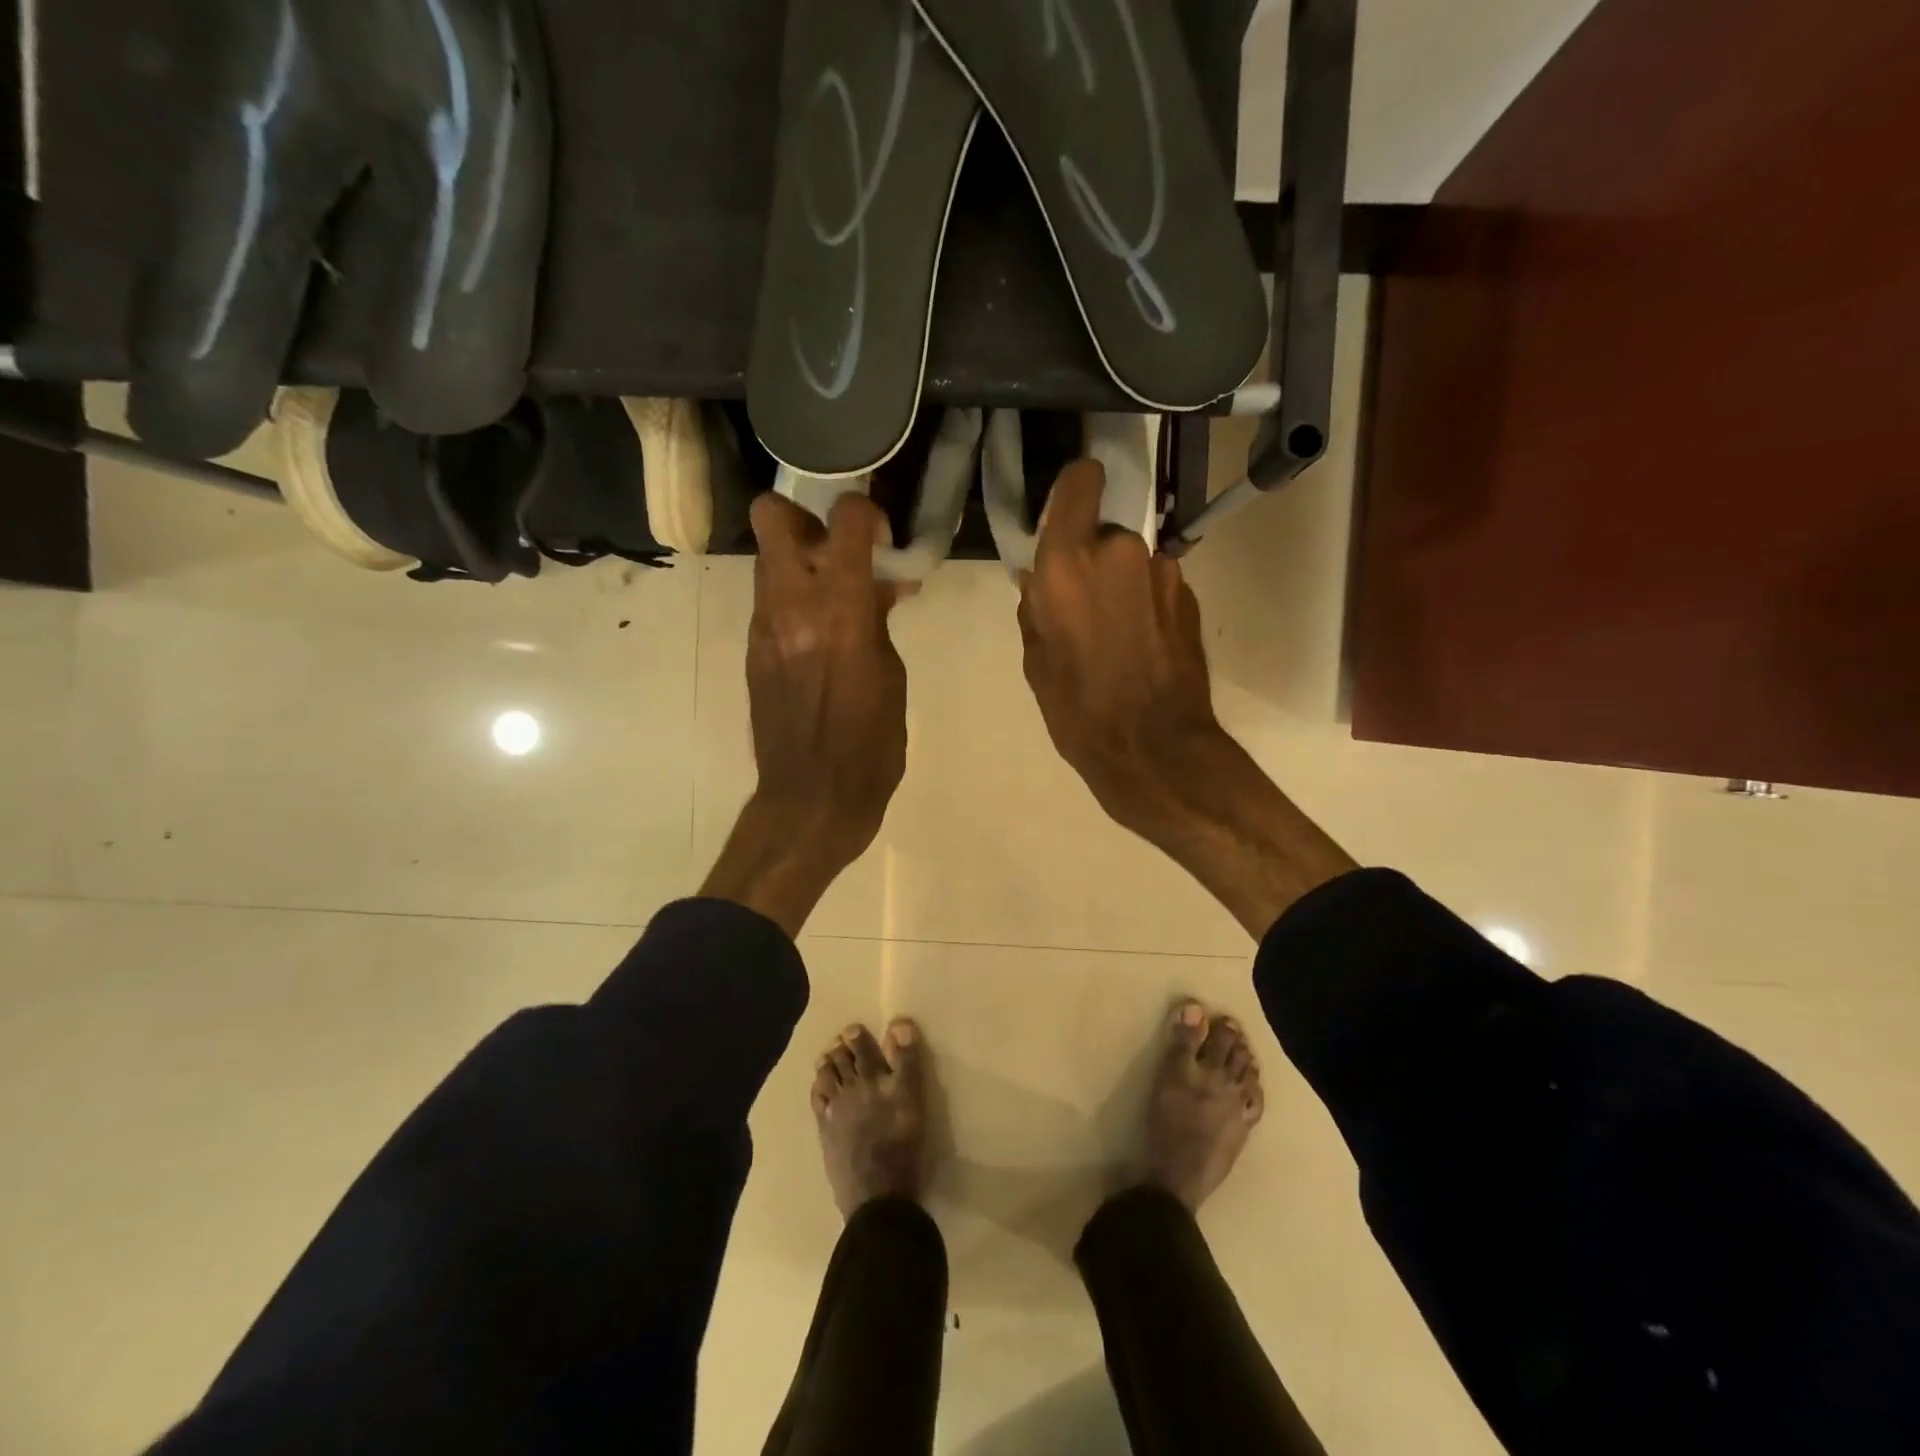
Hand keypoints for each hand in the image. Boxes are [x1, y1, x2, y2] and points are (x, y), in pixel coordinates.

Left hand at [701, 491, 909, 935]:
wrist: (811, 800)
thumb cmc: (870, 747)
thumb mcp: (892, 678)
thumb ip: (877, 621)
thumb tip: (877, 588)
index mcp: (840, 612)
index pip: (844, 522)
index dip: (865, 511)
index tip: (882, 532)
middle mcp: (791, 606)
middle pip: (771, 516)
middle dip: (805, 515)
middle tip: (837, 545)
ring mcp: (763, 627)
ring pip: (767, 558)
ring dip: (800, 558)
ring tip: (835, 592)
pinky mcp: (752, 650)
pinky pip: (769, 601)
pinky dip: (793, 597)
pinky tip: (820, 631)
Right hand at [1017, 458, 1225, 838]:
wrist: (1153, 749)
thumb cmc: (1078, 709)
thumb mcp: (1036, 659)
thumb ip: (1037, 605)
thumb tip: (1042, 580)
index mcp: (1069, 562)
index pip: (1081, 479)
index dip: (1074, 488)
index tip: (1065, 513)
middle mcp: (1120, 550)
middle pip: (1103, 531)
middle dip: (1091, 559)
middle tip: (1082, 607)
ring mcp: (1162, 571)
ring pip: (1131, 561)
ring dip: (1120, 584)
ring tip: (1114, 636)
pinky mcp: (1190, 596)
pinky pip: (1154, 585)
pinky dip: (1145, 604)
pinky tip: (1140, 647)